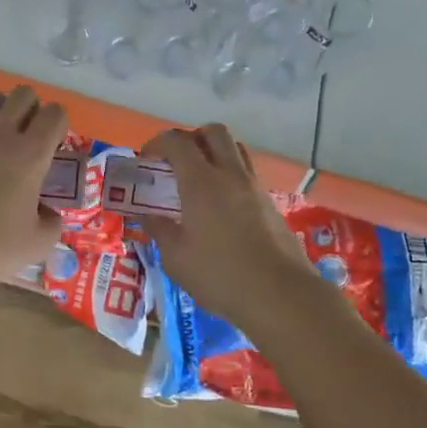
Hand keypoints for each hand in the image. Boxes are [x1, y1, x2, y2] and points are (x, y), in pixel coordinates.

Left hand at [0, 86, 67, 289]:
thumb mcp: (37, 243)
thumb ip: (52, 222)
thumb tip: (47, 213)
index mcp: (30, 153)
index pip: (54, 113)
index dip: (60, 125)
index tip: (55, 148)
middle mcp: (1, 135)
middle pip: (22, 94)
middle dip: (33, 109)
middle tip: (32, 140)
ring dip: (4, 112)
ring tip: (4, 143)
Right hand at [140, 125, 318, 324]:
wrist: (280, 295)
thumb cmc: (219, 275)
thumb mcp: (176, 257)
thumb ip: (159, 229)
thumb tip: (146, 214)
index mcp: (201, 182)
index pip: (177, 142)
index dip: (157, 143)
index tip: (146, 159)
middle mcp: (230, 174)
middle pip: (213, 132)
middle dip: (191, 138)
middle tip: (176, 162)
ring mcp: (255, 187)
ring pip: (235, 149)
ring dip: (214, 153)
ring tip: (198, 180)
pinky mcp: (270, 204)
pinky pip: (247, 174)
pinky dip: (230, 176)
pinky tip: (220, 206)